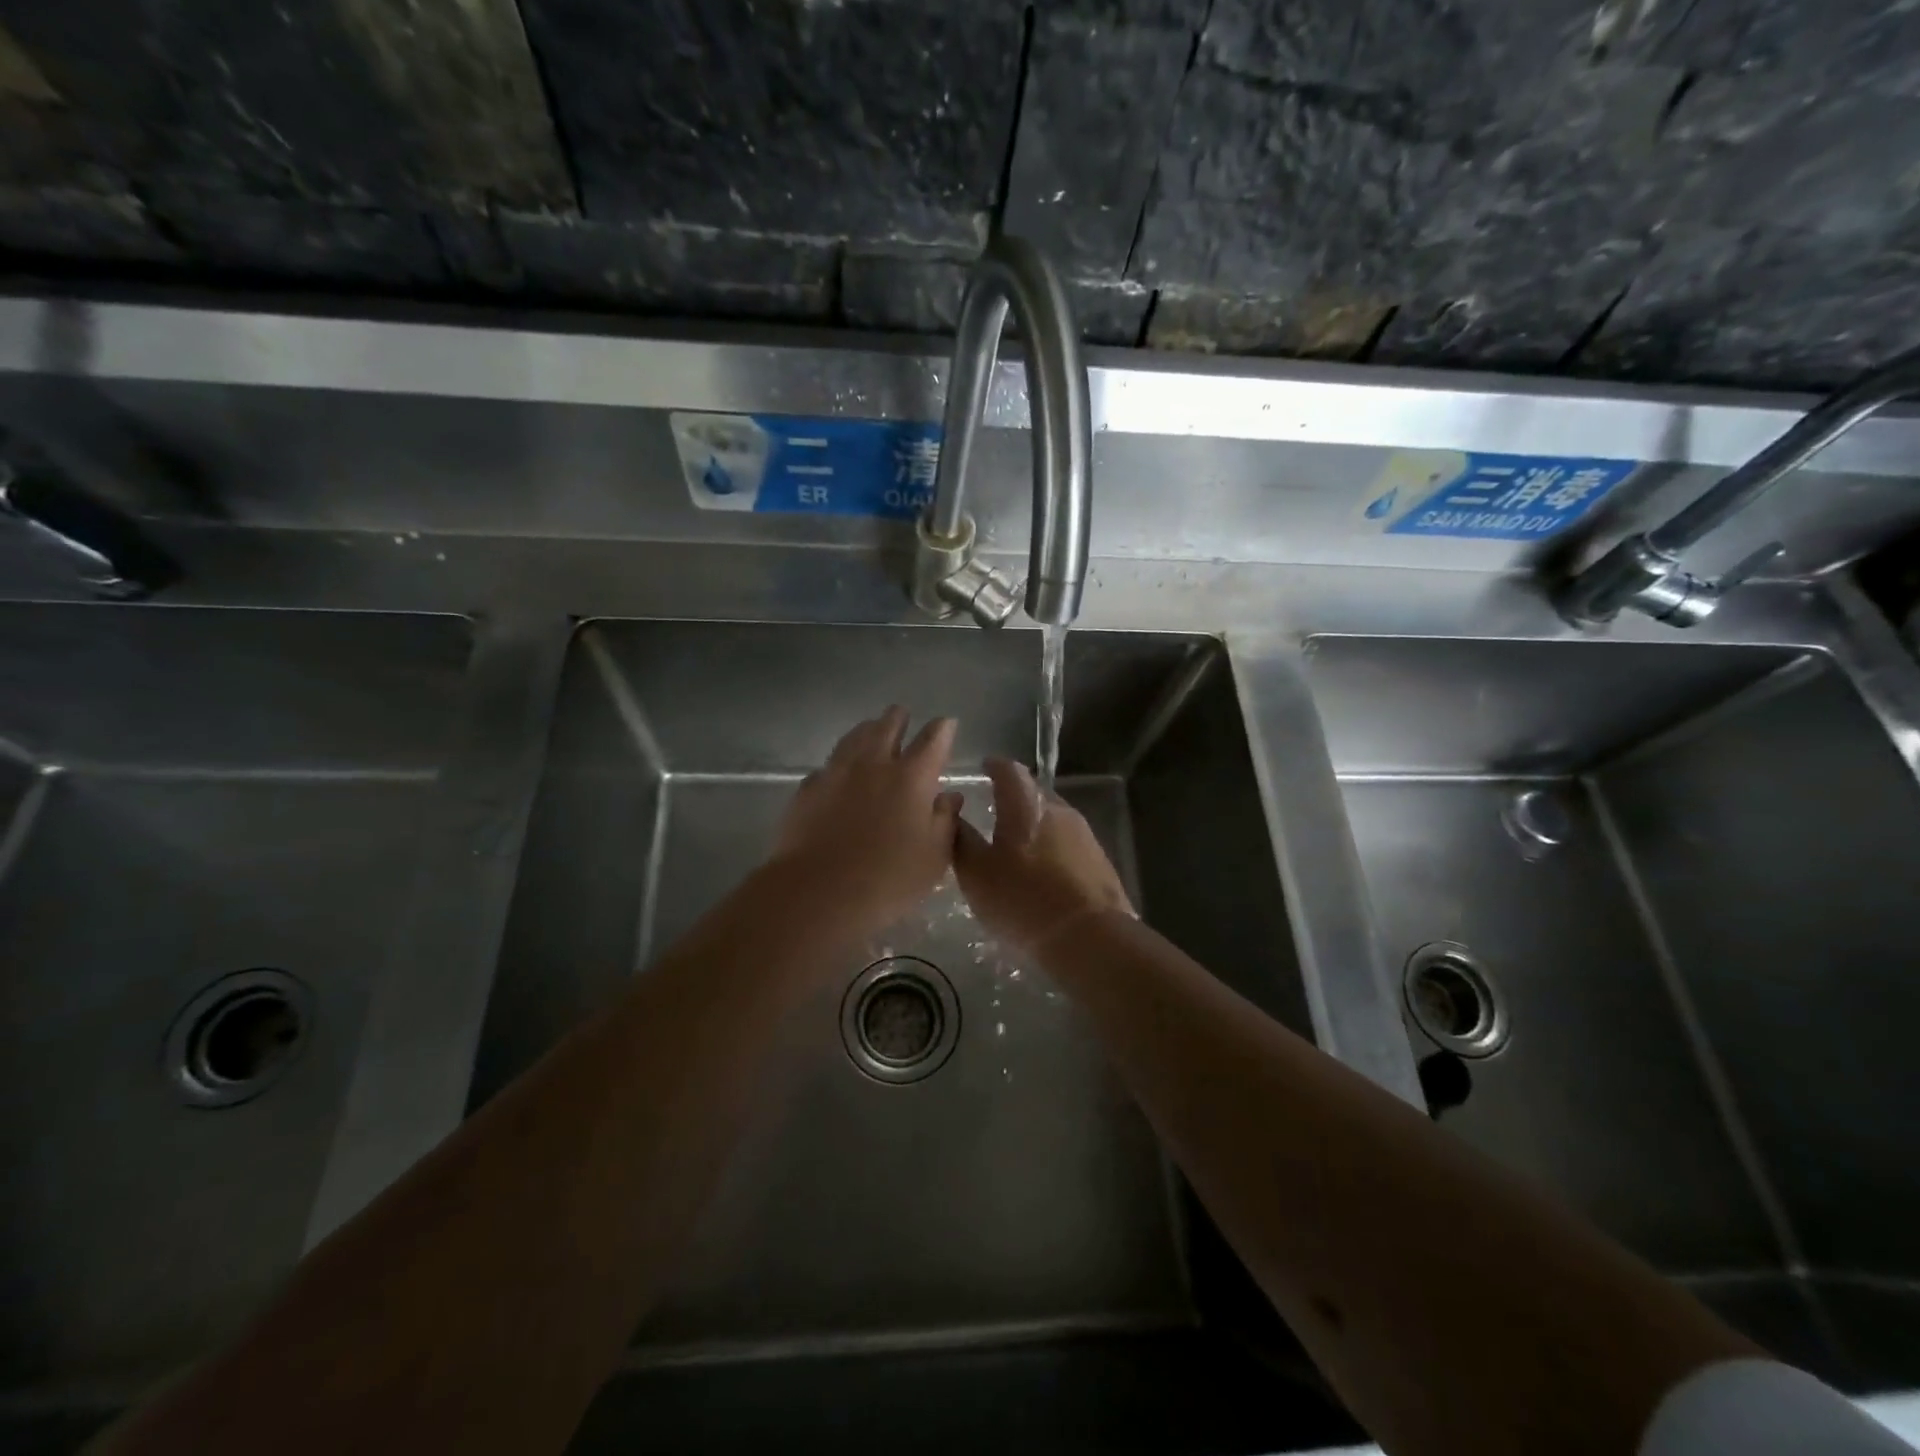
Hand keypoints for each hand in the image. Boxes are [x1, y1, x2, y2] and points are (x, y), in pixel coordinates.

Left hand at [767, 706, 961, 934]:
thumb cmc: (889, 879)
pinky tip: (838, 772)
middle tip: (902, 715)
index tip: (947, 723)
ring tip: (871, 729)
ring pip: (854, 737)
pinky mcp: (808, 788)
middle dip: (899, 718)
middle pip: (887, 726)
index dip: (943, 729)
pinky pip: (828, 765)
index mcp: (912, 777)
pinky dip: (840, 763)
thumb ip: (945, 821)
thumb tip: (950, 796)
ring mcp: (836, 772)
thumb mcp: (934, 857)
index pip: (933, 740)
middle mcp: (874, 764)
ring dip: (867, 730)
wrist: (818, 892)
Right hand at [953, 757, 1133, 952]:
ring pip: (1052, 819)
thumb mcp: (976, 873)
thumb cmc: (1022, 899)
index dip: (994, 766)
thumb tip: (953, 814)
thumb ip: (962, 840)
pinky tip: (1042, 870)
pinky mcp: (1099, 860)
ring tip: (1016, 846)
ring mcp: (1084, 833)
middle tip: (994, 811)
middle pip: (1033, 793)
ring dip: (1034, 825)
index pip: (1009, 769)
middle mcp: (1057, 808)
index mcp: (1025, 804)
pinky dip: (1052, 848)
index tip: (984, 768)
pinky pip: (1068, 844)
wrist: (1089, 936)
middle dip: (1014, 798)